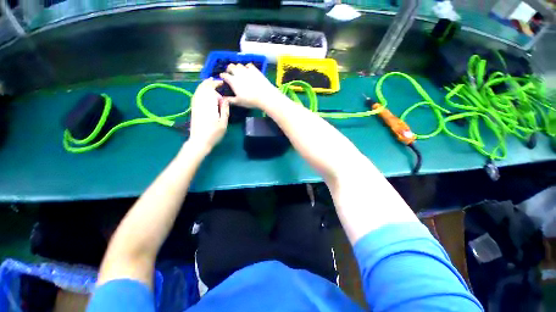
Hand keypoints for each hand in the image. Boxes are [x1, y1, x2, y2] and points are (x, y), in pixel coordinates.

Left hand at [187, 79, 229, 152]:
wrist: (199, 141)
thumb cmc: (214, 133)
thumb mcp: (223, 123)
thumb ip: (224, 110)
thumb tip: (225, 99)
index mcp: (209, 106)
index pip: (211, 90)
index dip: (216, 85)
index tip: (222, 83)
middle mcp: (200, 103)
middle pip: (203, 88)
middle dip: (209, 83)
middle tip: (216, 81)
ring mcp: (195, 106)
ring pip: (198, 91)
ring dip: (204, 85)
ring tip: (210, 82)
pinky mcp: (194, 109)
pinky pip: (195, 96)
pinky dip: (199, 91)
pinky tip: (203, 91)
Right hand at [220, 63, 281, 108]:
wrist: (264, 96)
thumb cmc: (250, 100)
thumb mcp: (239, 102)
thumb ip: (230, 100)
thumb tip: (224, 99)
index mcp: (233, 81)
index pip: (225, 75)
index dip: (222, 76)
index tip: (222, 77)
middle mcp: (238, 74)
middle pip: (230, 66)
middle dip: (229, 69)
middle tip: (230, 72)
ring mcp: (247, 70)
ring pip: (239, 65)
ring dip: (237, 67)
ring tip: (239, 71)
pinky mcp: (255, 70)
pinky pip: (249, 65)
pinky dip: (247, 67)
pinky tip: (248, 70)